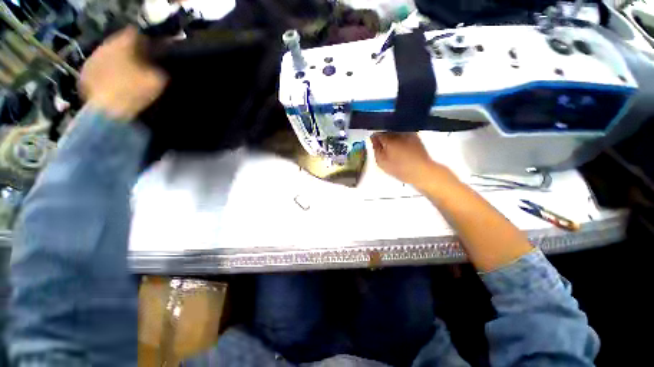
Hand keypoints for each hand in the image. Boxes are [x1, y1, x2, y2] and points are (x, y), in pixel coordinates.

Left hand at [79, 27, 167, 120]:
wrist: (108, 112)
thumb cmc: (135, 92)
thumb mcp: (158, 80)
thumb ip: (158, 68)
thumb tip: (157, 65)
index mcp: (123, 43)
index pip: (135, 34)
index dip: (145, 41)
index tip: (152, 50)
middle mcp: (105, 46)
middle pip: (119, 44)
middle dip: (129, 52)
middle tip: (140, 63)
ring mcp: (92, 60)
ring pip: (108, 55)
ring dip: (117, 62)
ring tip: (126, 74)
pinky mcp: (84, 74)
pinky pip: (98, 68)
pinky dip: (106, 73)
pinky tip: (113, 83)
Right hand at [371, 132, 455, 189]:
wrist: (421, 171)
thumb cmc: (399, 168)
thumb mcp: (381, 162)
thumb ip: (375, 148)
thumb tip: (373, 139)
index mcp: (388, 137)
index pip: (376, 132)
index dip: (374, 139)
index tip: (375, 145)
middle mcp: (398, 131)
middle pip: (386, 129)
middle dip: (383, 137)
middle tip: (383, 149)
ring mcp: (408, 132)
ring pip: (394, 130)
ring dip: (391, 137)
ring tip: (393, 149)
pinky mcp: (415, 135)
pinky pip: (403, 133)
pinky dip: (400, 138)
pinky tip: (401, 148)